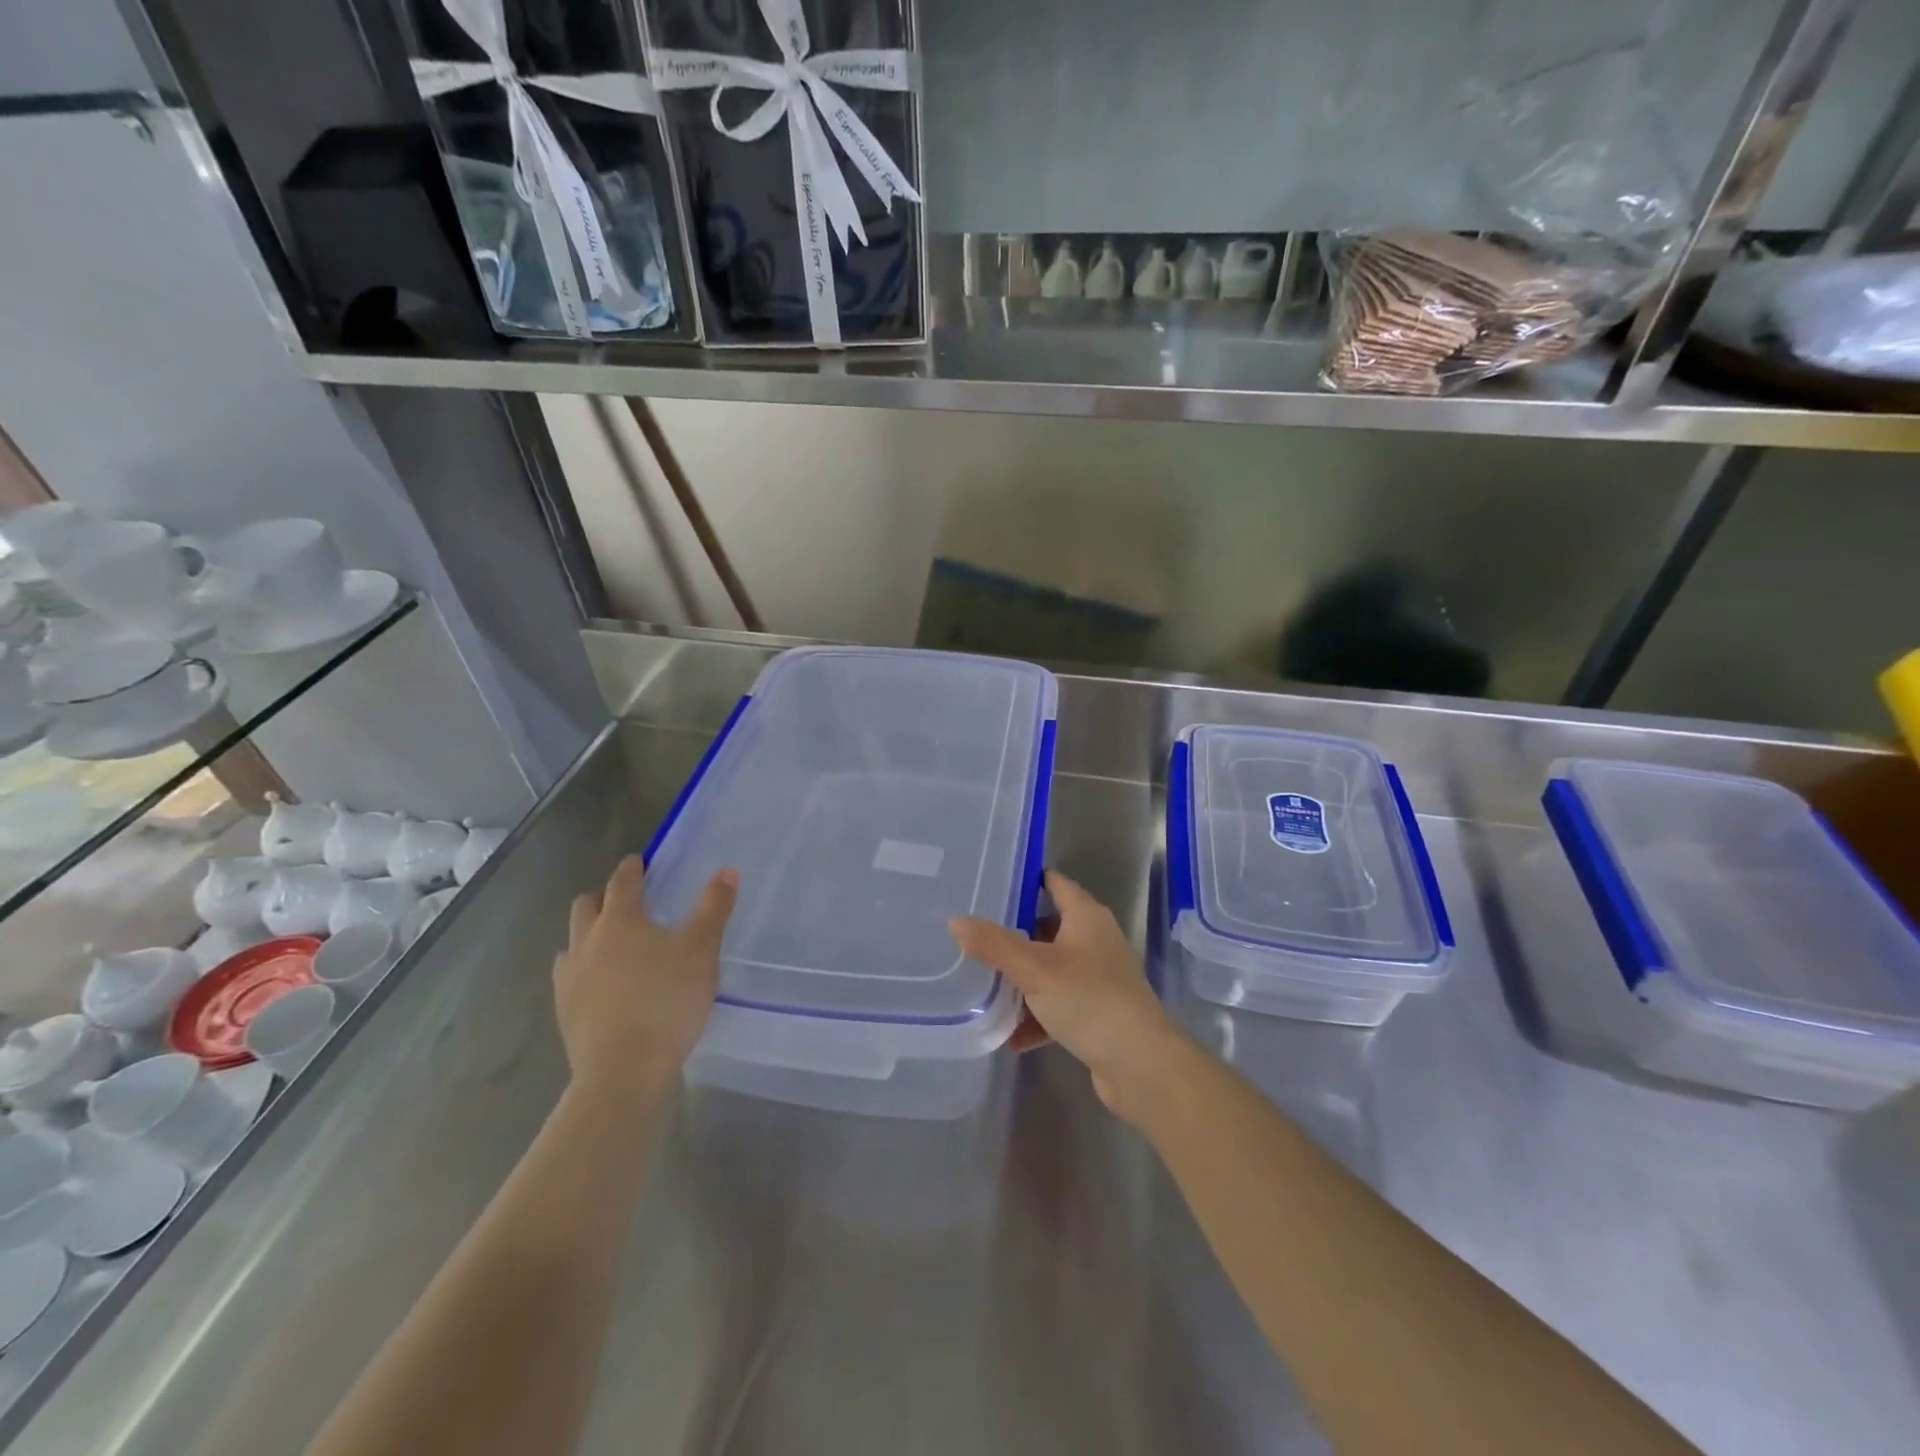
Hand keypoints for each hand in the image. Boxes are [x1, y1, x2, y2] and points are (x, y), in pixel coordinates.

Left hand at [553, 855, 737, 1099]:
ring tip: (612, 946)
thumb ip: (714, 908)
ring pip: (572, 942)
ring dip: (589, 935)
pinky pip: (569, 977)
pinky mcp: (564, 1011)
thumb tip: (727, 870)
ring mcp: (570, 977)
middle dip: (604, 897)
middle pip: (586, 906)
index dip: (632, 869)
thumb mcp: (702, 950)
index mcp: (620, 919)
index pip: (622, 881)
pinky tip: (602, 986)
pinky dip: (584, 971)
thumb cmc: (667, 999)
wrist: (624, 1069)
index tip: (639, 863)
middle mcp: (587, 941)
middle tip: (626, 902)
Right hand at [951, 870, 1188, 1121]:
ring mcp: (1098, 979)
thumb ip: (994, 944)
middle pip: (1048, 927)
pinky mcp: (1097, 1014)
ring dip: (1022, 980)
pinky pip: (1058, 1006)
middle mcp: (1095, 941)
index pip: (1055, 884)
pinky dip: (1036, 1016)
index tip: (991, 881)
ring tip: (983, 984)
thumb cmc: (1089, 999)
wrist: (1140, 1064)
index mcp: (1087, 917)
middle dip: (1014, 933)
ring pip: (1051, 970)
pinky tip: (1010, 1036)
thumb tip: (955, 920)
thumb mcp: (1034, 968)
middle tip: (974, 932)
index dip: (1027, 880)